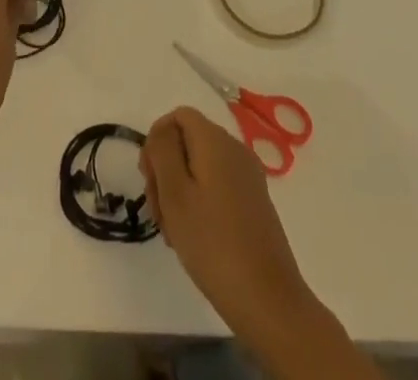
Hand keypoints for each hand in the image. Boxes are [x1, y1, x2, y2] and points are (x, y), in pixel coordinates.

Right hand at [140, 106, 313, 340]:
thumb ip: (163, 150)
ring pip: (201, 166)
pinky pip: (218, 186)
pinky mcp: (255, 202)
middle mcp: (235, 149)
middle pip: (189, 141)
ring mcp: (248, 177)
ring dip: (180, 190)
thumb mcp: (175, 193)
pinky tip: (193, 237)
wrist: (269, 302)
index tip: (148, 178)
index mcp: (215, 140)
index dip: (157, 140)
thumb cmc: (213, 244)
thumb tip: (162, 131)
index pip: (178, 116)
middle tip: (157, 210)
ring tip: (173, 231)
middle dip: (166, 169)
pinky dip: (199, 201)